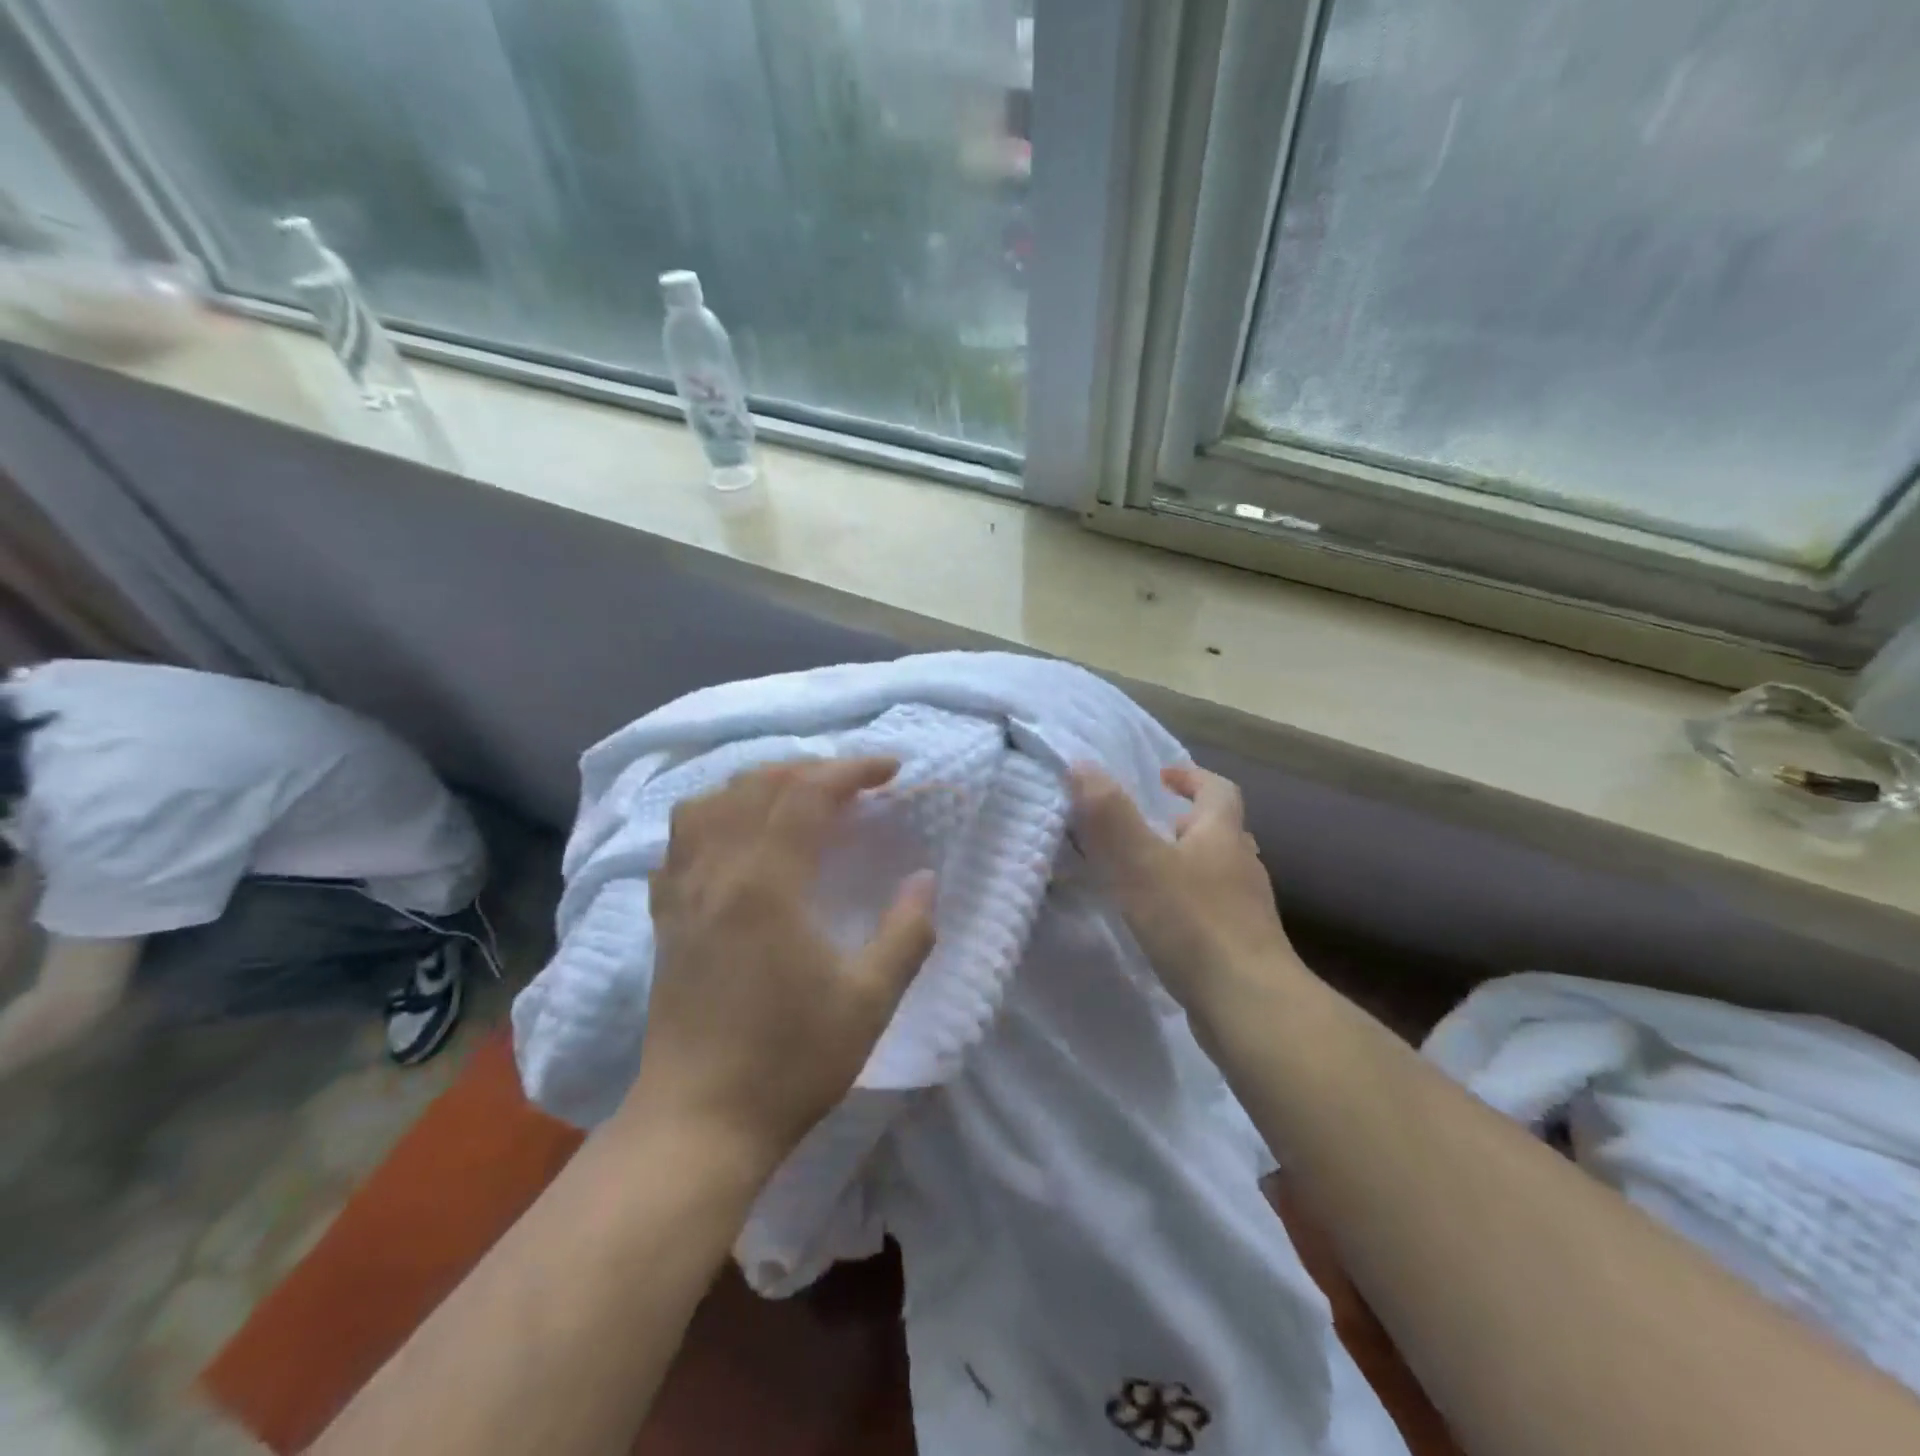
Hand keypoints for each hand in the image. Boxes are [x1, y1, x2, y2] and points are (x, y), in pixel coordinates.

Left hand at [625, 757, 936, 1176]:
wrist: (700, 1123)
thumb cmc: (790, 1062)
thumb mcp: (870, 1001)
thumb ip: (907, 933)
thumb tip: (924, 879)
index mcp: (766, 883)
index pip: (807, 793)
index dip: (852, 770)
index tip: (891, 771)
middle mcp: (717, 872)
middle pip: (756, 784)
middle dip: (811, 768)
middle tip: (853, 784)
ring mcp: (682, 893)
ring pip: (709, 803)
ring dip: (756, 784)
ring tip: (795, 798)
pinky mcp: (664, 918)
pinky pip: (679, 841)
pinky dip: (712, 817)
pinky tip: (735, 838)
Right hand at [1070, 763, 1302, 1024]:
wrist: (1250, 1006)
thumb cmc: (1193, 923)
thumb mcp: (1139, 862)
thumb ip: (1109, 814)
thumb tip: (1081, 765)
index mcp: (1222, 836)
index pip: (1217, 790)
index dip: (1191, 777)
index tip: (1161, 777)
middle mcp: (1242, 867)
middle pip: (1220, 832)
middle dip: (1185, 824)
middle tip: (1148, 829)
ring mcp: (1248, 911)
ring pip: (1217, 873)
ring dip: (1186, 866)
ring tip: (1146, 877)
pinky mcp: (1243, 948)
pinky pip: (1213, 912)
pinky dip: (1188, 906)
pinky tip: (1162, 926)